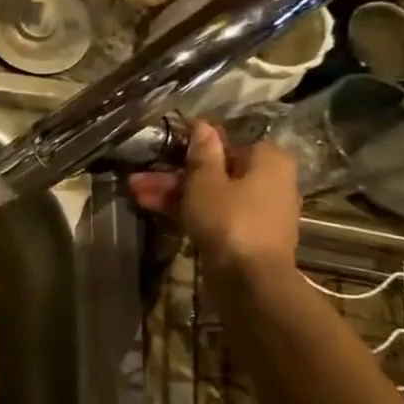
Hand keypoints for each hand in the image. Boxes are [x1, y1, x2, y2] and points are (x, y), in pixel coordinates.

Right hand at [129, 121, 300, 274]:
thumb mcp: (205, 181)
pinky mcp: (244, 233)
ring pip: (210, 193)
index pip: (228, 141)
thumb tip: (203, 125)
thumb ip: (202, 153)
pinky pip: (214, 212)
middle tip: (139, 177)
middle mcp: (269, 180)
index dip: (194, 144)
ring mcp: (257, 209)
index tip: (165, 147)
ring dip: (173, 192)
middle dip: (174, 173)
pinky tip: (151, 207)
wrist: (249, 278)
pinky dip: (187, 209)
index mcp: (267, 159)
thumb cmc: (229, 219)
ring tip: (134, 192)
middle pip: (215, 170)